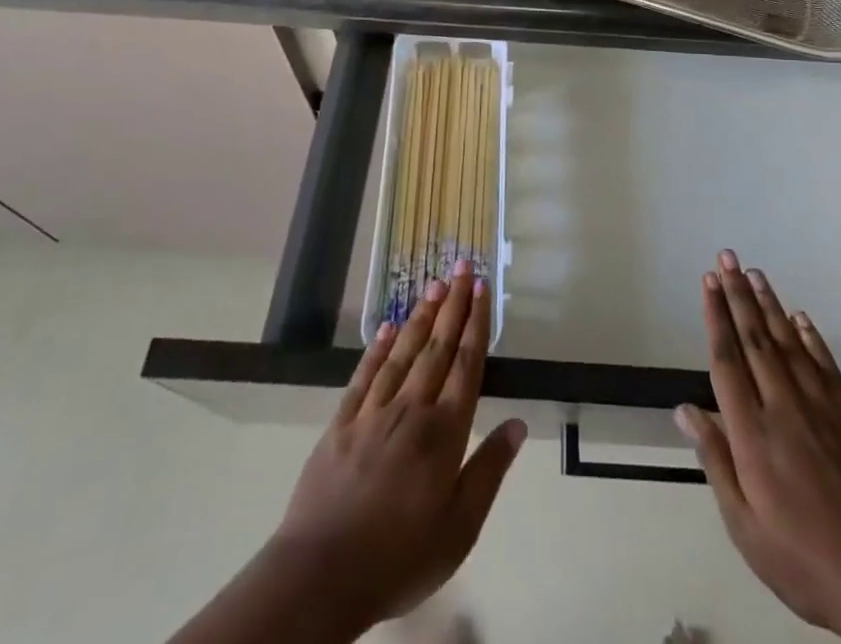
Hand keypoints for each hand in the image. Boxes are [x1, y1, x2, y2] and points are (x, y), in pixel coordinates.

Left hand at [170, 261, 523, 643]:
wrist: (321, 575)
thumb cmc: (400, 557)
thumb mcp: (460, 529)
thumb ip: (489, 471)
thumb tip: (519, 423)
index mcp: (444, 432)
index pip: (466, 364)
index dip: (476, 323)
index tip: (482, 288)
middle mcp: (411, 409)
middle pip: (437, 347)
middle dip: (453, 304)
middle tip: (463, 266)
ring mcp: (372, 412)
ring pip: (402, 352)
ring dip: (421, 316)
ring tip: (434, 284)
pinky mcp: (341, 423)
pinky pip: (364, 376)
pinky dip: (376, 349)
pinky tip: (386, 327)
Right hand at [674, 251, 840, 643]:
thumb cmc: (802, 561)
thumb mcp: (744, 526)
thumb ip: (715, 460)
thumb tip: (684, 409)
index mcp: (753, 434)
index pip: (727, 360)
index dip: (715, 317)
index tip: (707, 282)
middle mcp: (784, 407)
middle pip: (755, 339)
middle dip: (738, 294)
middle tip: (726, 258)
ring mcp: (821, 407)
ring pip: (788, 342)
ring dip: (768, 304)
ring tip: (754, 272)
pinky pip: (825, 364)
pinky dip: (810, 336)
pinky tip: (799, 316)